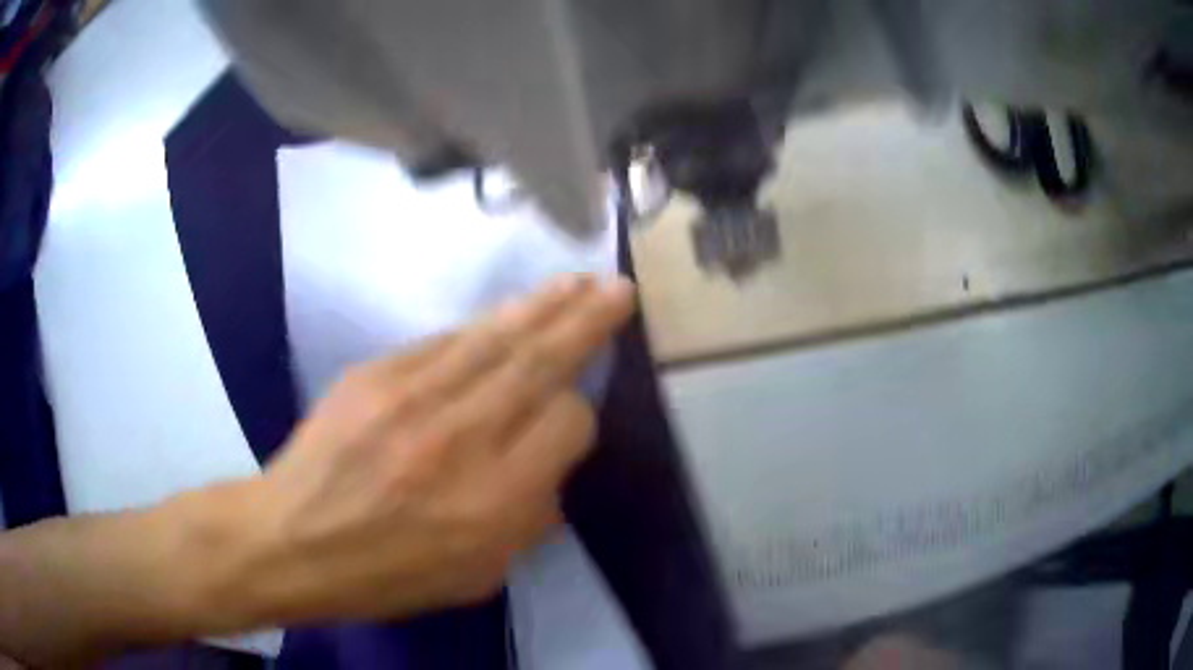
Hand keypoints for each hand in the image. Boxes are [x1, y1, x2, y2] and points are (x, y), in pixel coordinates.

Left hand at [200, 275, 635, 626]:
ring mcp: (413, 396)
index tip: (571, 422)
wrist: (292, 540)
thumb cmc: (387, 573)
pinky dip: (479, 328)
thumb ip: (527, 521)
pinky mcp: (375, 374)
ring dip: (541, 306)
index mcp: (496, 498)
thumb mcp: (477, 575)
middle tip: (616, 288)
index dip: (578, 417)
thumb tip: (549, 472)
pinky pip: (441, 342)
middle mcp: (463, 436)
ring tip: (576, 282)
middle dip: (585, 321)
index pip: (567, 423)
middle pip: (539, 362)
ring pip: (494, 337)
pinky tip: (501, 317)